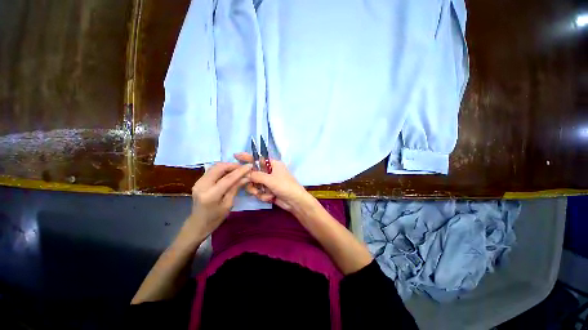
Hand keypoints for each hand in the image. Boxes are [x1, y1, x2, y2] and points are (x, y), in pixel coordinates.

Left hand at [177, 162, 251, 245]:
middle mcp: (202, 185)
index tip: (250, 166)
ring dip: (227, 166)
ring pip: (215, 167)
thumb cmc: (215, 218)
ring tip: (238, 169)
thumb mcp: (228, 204)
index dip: (240, 171)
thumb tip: (246, 177)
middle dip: (232, 165)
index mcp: (210, 195)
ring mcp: (198, 182)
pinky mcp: (198, 181)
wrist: (198, 224)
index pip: (228, 178)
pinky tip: (229, 172)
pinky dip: (222, 169)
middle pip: (219, 168)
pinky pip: (212, 170)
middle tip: (244, 167)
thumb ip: (235, 188)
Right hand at [234, 153, 314, 213]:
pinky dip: (263, 196)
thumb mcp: (270, 179)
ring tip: (264, 193)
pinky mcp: (268, 191)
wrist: (294, 201)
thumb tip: (246, 173)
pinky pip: (259, 192)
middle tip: (250, 184)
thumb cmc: (285, 186)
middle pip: (254, 173)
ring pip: (255, 184)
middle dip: (252, 181)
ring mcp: (269, 182)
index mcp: (273, 164)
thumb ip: (257, 175)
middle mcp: (270, 172)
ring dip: (258, 190)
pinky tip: (270, 198)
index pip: (257, 159)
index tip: (235, 155)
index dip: (247, 157)